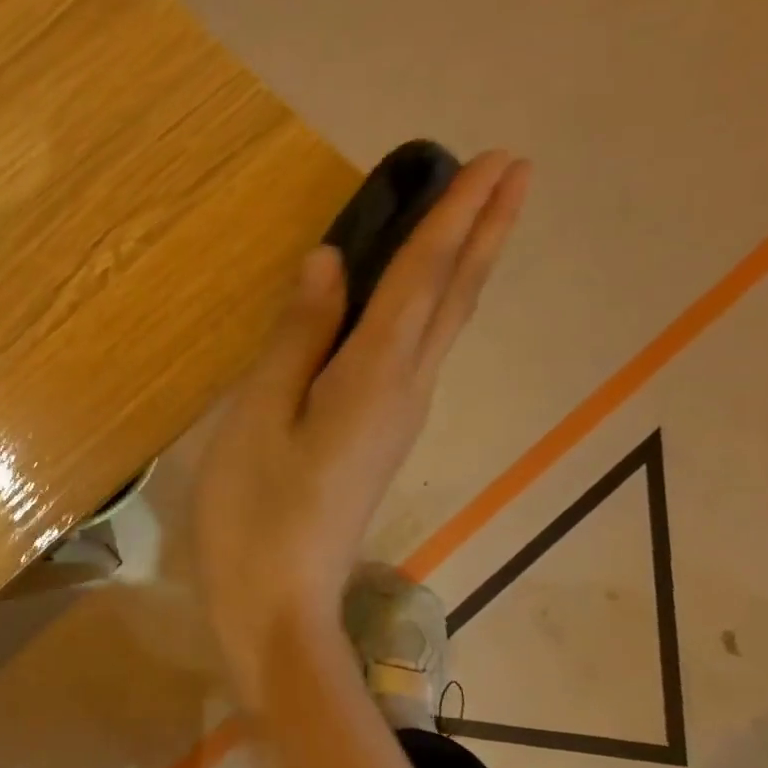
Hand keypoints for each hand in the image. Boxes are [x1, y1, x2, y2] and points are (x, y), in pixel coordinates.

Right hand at [193, 151, 529, 707]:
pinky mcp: (381, 438)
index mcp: (372, 379)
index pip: (420, 280)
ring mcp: (397, 418)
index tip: (493, 161)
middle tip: (513, 171)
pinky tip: (425, 298)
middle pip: (453, 299)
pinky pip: (418, 353)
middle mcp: (403, 391)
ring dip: (466, 266)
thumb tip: (330, 262)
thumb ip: (297, 339)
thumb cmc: (254, 512)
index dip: (452, 218)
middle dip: (483, 231)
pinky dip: (434, 307)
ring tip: (479, 218)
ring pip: (444, 327)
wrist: (278, 606)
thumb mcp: (260, 418)